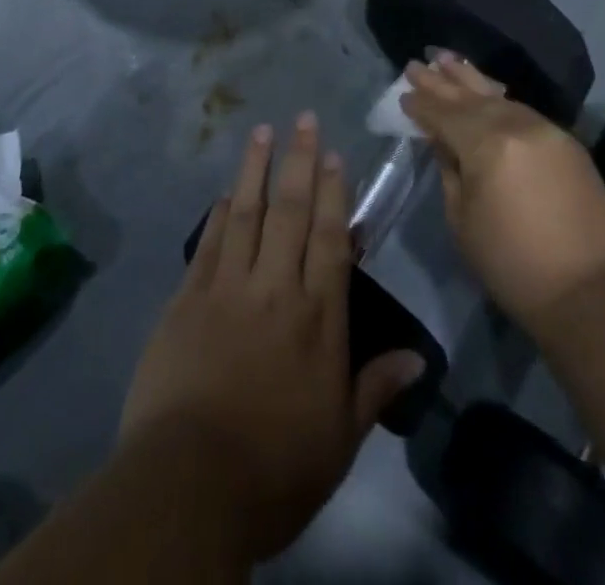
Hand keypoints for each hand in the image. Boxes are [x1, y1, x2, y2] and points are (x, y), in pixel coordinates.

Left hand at [118, 115, 424, 561]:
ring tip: (262, 130)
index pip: (329, 239)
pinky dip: (219, 213)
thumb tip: (417, 356)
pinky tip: (226, 190)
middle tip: (303, 119)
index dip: (333, 193)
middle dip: (299, 161)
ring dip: (256, 168)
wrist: (190, 485)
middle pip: (290, 212)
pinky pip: (208, 243)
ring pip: (247, 213)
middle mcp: (275, 289)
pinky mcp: (187, 300)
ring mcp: (227, 289)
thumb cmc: (275, 468)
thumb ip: (375, 387)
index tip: (333, 155)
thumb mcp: (339, 439)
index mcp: (317, 318)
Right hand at [403, 53, 604, 328]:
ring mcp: (546, 130)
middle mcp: (516, 125)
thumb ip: (450, 170)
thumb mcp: (463, 221)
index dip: (422, 105)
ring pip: (499, 97)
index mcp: (486, 145)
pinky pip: (523, 110)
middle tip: (416, 64)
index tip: (403, 93)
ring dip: (471, 80)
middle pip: (470, 97)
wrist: (591, 291)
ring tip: (448, 60)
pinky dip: (499, 99)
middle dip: (441, 81)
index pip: (444, 115)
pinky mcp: (567, 142)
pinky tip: (488, 93)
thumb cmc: (513, 264)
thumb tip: (442, 141)